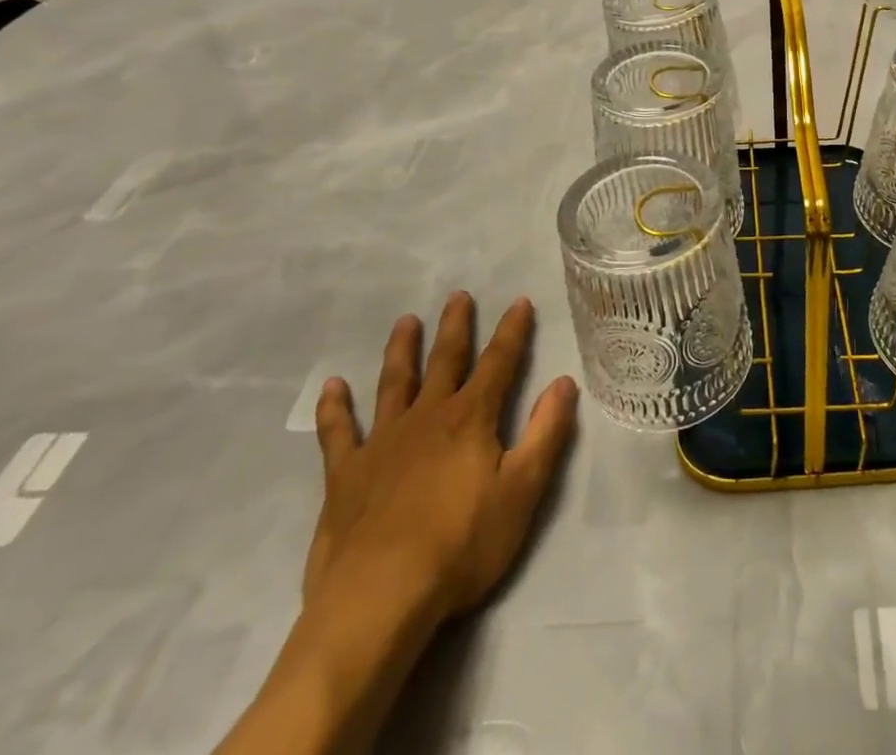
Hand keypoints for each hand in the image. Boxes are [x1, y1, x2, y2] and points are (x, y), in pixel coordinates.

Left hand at [305, 294, 578, 646]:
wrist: (378, 600)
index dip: (512, 331)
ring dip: (401, 350)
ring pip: (394, 383)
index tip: (519, 302)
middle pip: (445, 360)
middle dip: (455, 327)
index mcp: (471, 418)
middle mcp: (427, 417)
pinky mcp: (346, 475)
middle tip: (457, 296)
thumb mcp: (522, 491)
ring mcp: (383, 443)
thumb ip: (546, 433)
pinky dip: (335, 409)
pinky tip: (331, 388)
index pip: (499, 362)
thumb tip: (564, 382)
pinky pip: (338, 433)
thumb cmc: (460, 546)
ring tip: (405, 322)